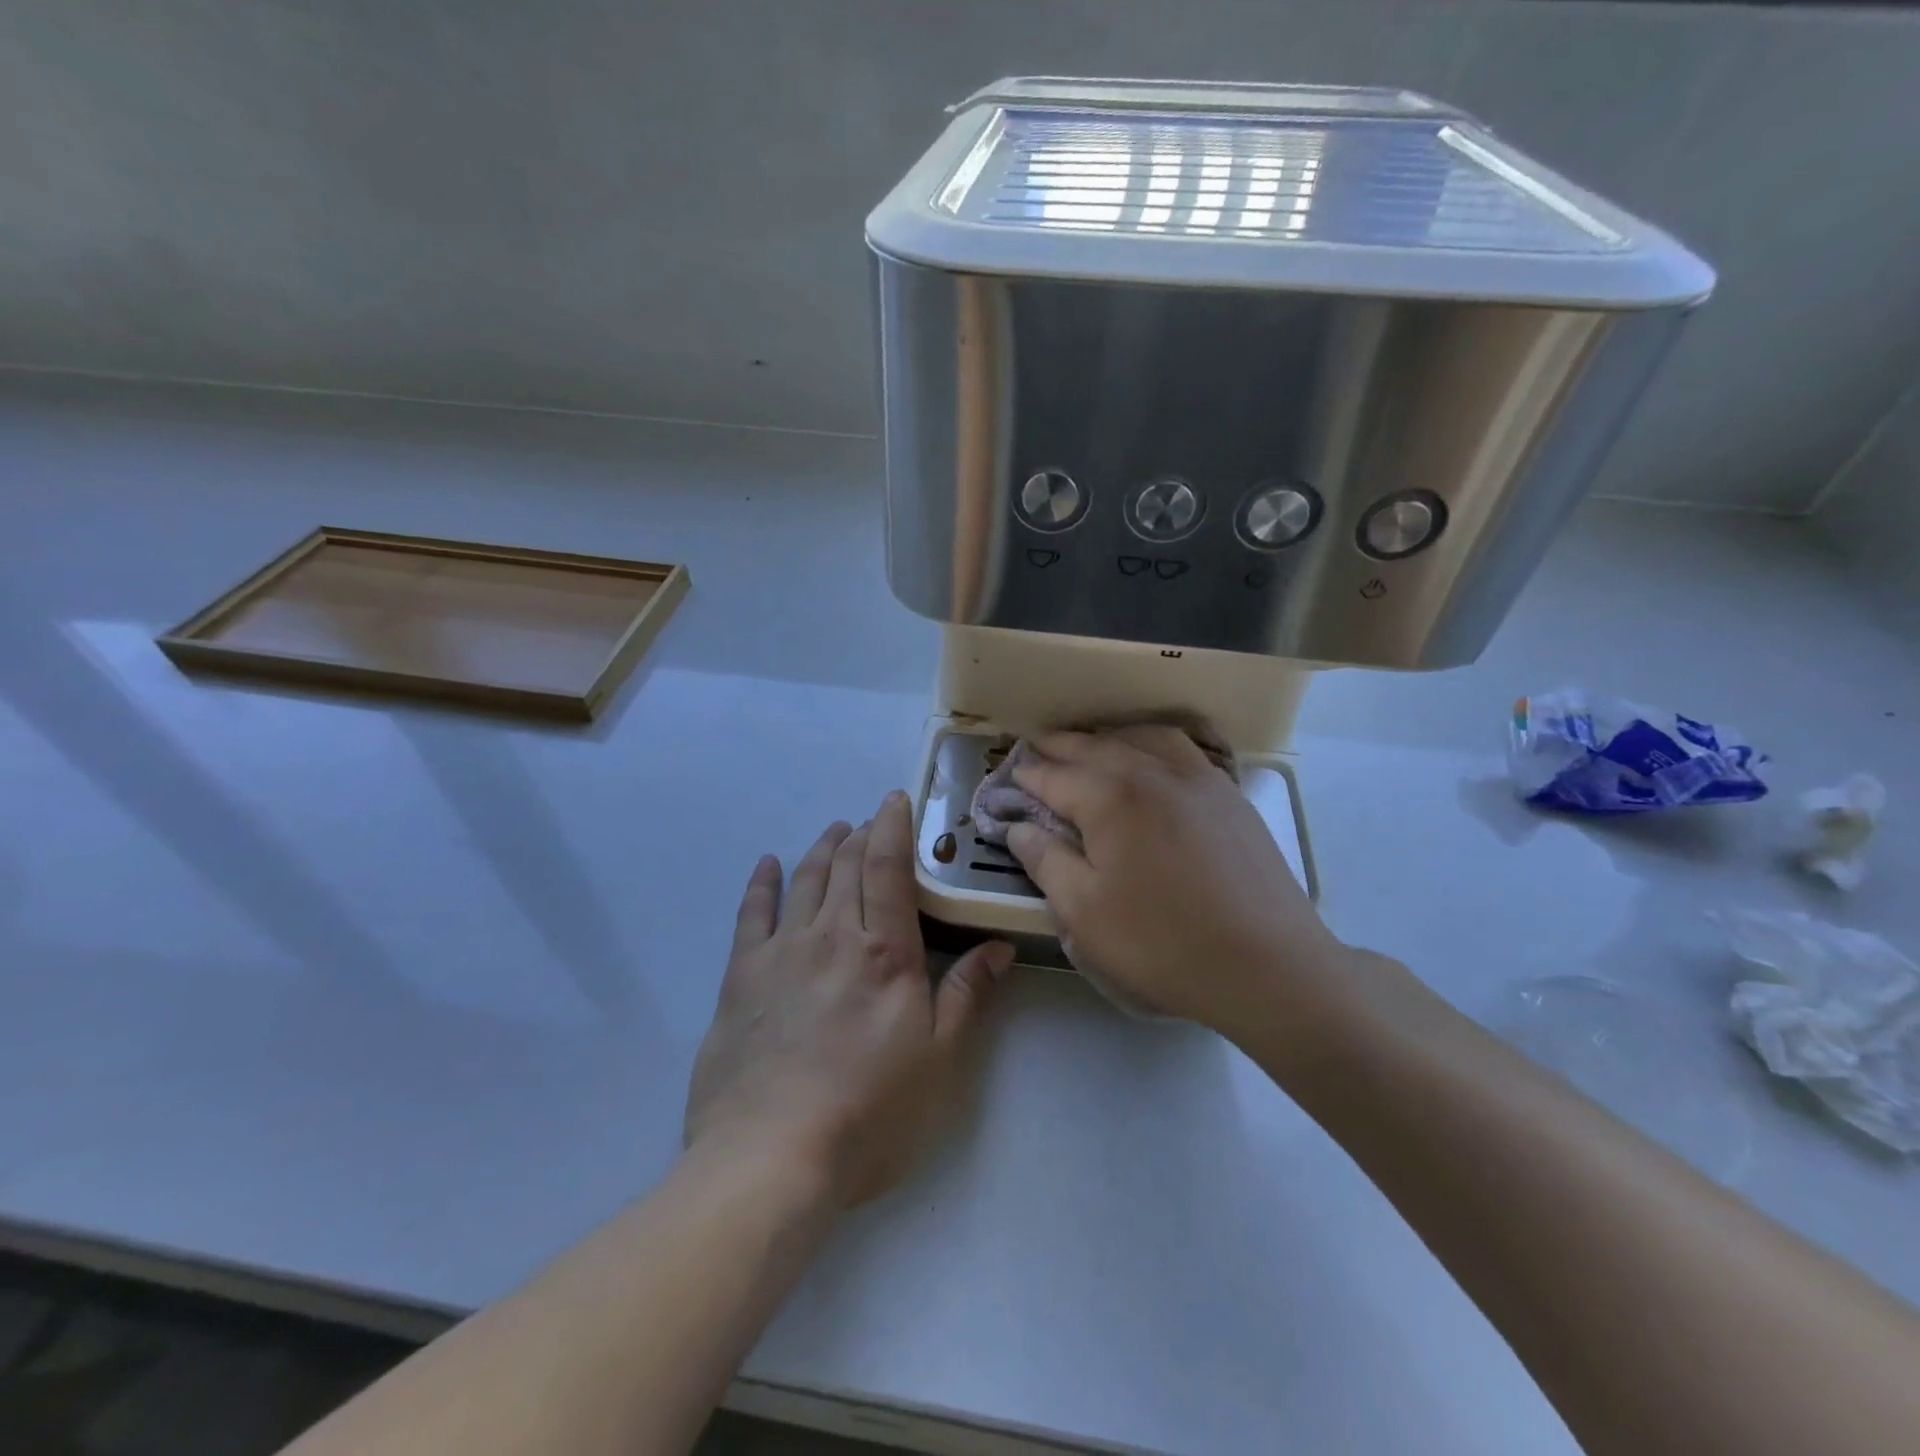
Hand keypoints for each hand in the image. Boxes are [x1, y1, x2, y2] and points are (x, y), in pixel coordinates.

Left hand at [684, 792, 1013, 1208]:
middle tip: (871, 820)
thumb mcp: (938, 1061)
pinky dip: (761, 883)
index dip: (893, 826)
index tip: (895, 799)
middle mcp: (832, 936)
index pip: (888, 867)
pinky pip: (752, 913)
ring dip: (822, 849)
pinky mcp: (741, 976)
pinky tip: (768, 865)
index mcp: (884, 952)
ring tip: (834, 832)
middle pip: (847, 866)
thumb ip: (966, 995)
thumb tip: (998, 947)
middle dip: (861, 834)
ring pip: (804, 880)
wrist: (770, 1158)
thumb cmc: (869, 1114)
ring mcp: (782, 952)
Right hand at [1004, 727, 1342, 1036]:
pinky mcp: (1230, 797)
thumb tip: (1018, 829)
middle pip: (1097, 747)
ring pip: (1144, 738)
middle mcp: (1154, 773)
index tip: (1010, 776)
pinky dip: (1152, 744)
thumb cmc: (1163, 943)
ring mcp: (1199, 780)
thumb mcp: (1084, 912)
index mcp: (1112, 798)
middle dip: (1061, 745)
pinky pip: (1183, 750)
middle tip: (1037, 746)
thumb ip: (1045, 861)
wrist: (1268, 965)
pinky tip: (1151, 759)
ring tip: (1091, 744)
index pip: (1056, 777)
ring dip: (1109, 737)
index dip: (1028, 777)